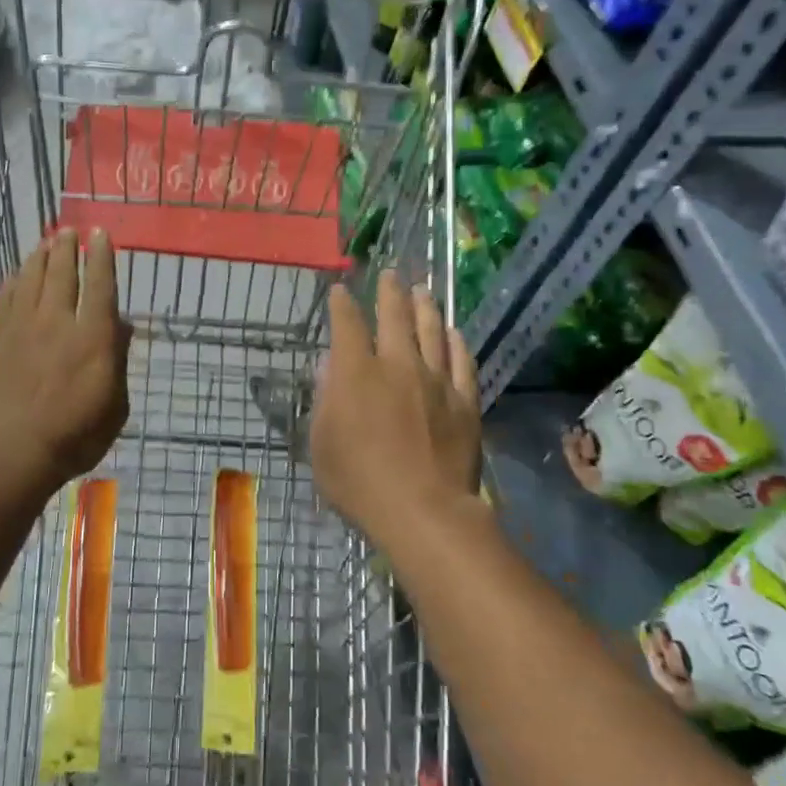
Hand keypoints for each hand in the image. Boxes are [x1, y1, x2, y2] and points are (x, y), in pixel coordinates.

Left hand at [0, 228, 130, 495]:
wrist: (12, 455)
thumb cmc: (75, 437)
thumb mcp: (115, 405)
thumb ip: (118, 361)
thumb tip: (123, 326)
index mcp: (92, 337)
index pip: (99, 284)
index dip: (100, 256)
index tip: (99, 233)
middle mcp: (56, 322)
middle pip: (61, 273)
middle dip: (67, 247)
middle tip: (68, 230)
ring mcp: (20, 329)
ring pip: (30, 279)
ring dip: (40, 257)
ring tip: (46, 242)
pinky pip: (4, 299)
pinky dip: (12, 281)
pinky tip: (16, 274)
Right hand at [310, 270, 481, 552]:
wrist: (423, 511)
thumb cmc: (360, 482)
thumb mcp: (322, 445)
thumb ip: (324, 402)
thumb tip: (329, 369)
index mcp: (356, 373)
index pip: (348, 325)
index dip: (343, 304)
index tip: (341, 290)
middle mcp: (397, 365)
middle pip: (394, 317)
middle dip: (390, 292)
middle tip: (390, 274)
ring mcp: (435, 380)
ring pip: (431, 331)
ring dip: (425, 307)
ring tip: (423, 291)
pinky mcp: (464, 401)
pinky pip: (461, 362)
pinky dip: (456, 344)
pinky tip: (455, 333)